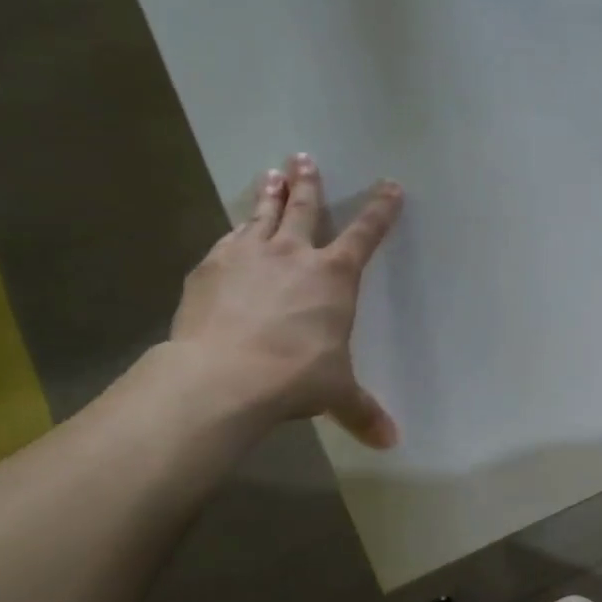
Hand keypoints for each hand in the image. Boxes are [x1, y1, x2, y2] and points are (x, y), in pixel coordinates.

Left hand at [170, 154, 402, 446]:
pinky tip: (234, 229)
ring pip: (262, 214)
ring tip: (271, 171)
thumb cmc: (295, 377)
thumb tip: (391, 443)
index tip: (390, 186)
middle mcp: (293, 255)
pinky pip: (228, 239)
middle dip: (309, 183)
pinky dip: (236, 231)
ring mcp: (247, 255)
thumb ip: (363, 411)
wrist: (224, 374)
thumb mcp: (336, 393)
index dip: (380, 210)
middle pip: (304, 209)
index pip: (365, 234)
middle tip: (304, 158)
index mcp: (334, 277)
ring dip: (269, 192)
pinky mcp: (210, 267)